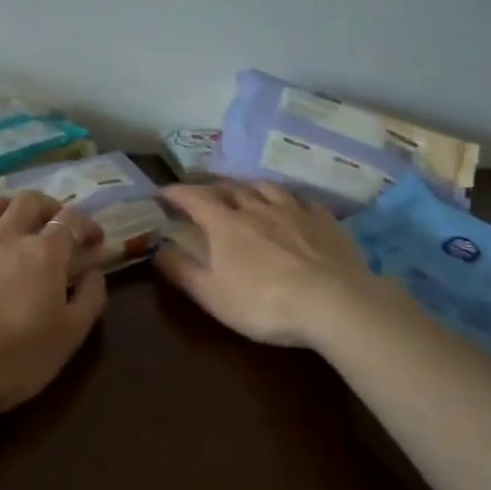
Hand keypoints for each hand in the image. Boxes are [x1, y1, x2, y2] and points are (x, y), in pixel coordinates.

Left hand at [0, 190, 108, 416]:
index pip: (73, 220)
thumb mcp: (69, 337)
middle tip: (53, 224)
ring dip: (8, 209)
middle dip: (48, 207)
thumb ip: (89, 299)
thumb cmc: (13, 358)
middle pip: (30, 200)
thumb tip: (94, 273)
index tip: (94, 239)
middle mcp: (6, 235)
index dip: (87, 225)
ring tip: (12, 224)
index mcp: (44, 253)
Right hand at [155, 182, 378, 348]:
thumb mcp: (212, 296)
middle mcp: (257, 208)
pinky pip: (302, 199)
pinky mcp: (324, 220)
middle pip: (230, 188)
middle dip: (211, 187)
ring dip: (248, 186)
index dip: (176, 193)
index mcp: (226, 225)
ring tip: (243, 190)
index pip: (194, 198)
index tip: (162, 193)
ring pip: (266, 187)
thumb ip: (181, 271)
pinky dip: (288, 198)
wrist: (334, 303)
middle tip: (202, 192)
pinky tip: (291, 205)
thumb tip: (156, 248)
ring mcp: (294, 210)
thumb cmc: (264, 303)